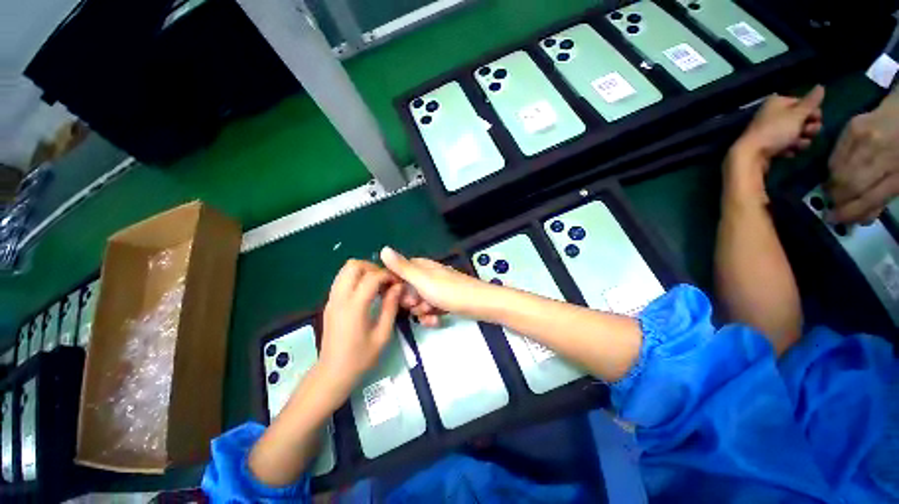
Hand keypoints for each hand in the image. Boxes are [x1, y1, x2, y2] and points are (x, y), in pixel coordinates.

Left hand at [319, 260, 402, 393]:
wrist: (332, 374)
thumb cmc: (360, 358)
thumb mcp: (383, 334)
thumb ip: (391, 307)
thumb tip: (398, 287)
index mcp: (354, 307)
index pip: (371, 277)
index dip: (388, 275)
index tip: (398, 282)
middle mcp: (340, 298)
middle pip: (352, 265)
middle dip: (372, 267)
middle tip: (385, 280)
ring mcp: (331, 300)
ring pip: (344, 270)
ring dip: (363, 271)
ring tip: (377, 285)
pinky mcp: (329, 303)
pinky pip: (341, 280)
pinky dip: (355, 279)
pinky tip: (366, 293)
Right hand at [380, 247, 487, 325]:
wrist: (480, 305)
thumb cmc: (450, 292)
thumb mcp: (423, 280)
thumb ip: (402, 267)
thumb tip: (383, 248)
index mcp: (420, 266)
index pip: (397, 272)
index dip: (393, 285)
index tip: (396, 295)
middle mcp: (427, 275)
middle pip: (406, 290)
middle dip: (409, 301)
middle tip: (418, 304)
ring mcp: (435, 289)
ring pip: (417, 302)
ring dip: (421, 311)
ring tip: (431, 313)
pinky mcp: (443, 300)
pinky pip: (428, 309)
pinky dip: (430, 316)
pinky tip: (436, 320)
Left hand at [737, 85, 824, 161]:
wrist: (751, 155)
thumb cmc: (776, 131)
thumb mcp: (797, 114)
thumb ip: (811, 102)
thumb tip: (821, 86)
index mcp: (776, 102)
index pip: (803, 103)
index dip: (813, 112)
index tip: (817, 119)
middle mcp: (771, 114)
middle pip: (799, 119)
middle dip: (808, 127)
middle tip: (808, 133)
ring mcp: (768, 131)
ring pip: (794, 134)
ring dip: (800, 140)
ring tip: (798, 144)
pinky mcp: (766, 146)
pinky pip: (784, 146)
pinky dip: (789, 149)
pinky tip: (788, 152)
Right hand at [827, 95, 898, 223]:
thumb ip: (885, 196)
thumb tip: (863, 216)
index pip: (868, 199)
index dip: (849, 212)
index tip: (834, 220)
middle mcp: (881, 153)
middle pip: (849, 184)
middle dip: (838, 198)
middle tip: (832, 205)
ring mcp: (865, 137)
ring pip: (837, 170)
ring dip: (833, 184)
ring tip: (834, 190)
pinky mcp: (852, 127)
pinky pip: (835, 153)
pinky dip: (833, 166)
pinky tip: (838, 170)